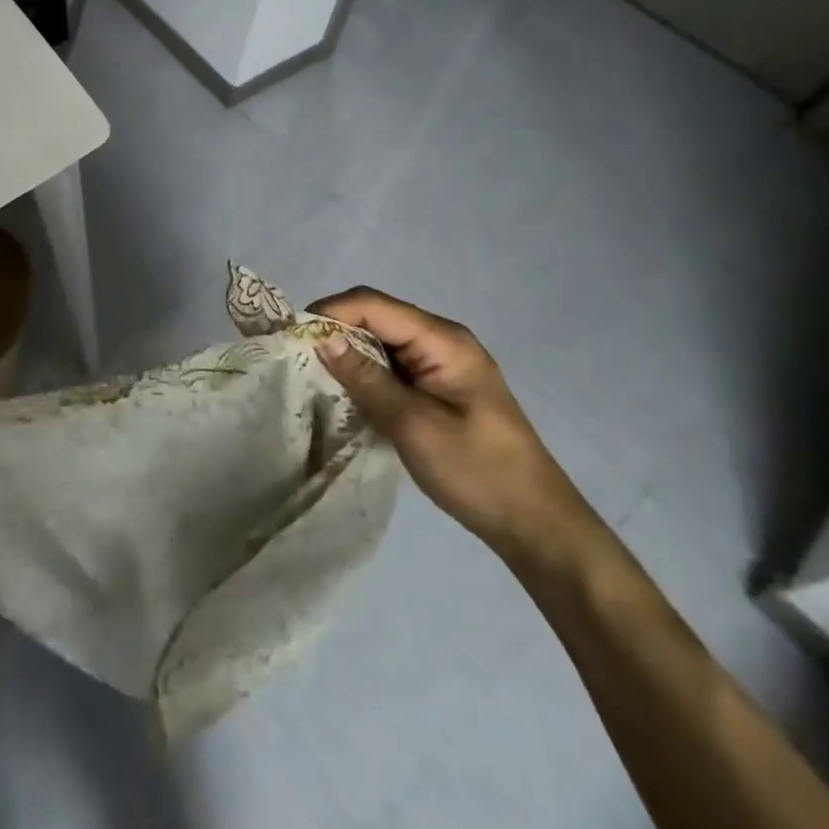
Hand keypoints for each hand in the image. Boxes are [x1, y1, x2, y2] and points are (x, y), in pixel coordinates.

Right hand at [310, 288, 600, 567]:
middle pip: (376, 316)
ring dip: (349, 353)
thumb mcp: (414, 425)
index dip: (330, 311)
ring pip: (381, 341)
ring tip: (313, 375)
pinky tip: (346, 393)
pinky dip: (366, 373)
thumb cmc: (477, 471)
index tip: (293, 336)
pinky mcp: (438, 387)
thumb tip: (322, 338)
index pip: (373, 304)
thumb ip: (367, 379)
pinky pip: (392, 365)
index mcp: (442, 339)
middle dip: (335, 330)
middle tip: (297, 358)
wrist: (536, 524)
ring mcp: (442, 363)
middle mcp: (442, 340)